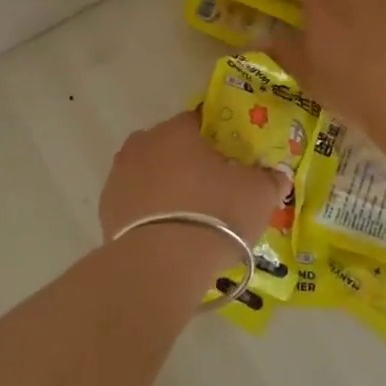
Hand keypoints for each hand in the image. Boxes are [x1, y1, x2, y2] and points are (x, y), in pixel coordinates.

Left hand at [98, 111, 288, 248]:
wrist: (161, 264)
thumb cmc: (215, 215)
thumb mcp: (257, 196)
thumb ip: (269, 180)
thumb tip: (278, 175)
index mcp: (176, 131)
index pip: (198, 121)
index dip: (216, 138)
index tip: (230, 160)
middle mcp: (142, 144)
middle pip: (170, 146)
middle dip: (188, 162)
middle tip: (212, 189)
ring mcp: (119, 175)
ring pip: (149, 173)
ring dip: (165, 186)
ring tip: (188, 217)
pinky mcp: (106, 208)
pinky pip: (135, 202)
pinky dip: (148, 211)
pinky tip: (166, 234)